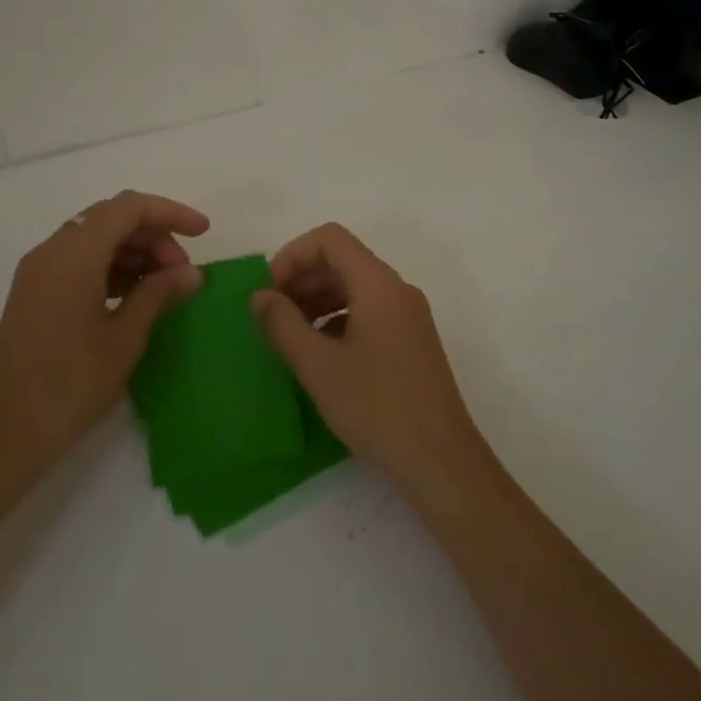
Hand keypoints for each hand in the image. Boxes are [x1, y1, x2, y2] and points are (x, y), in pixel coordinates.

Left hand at [0, 191, 207, 499]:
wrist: (5, 434)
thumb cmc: (71, 384)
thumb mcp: (125, 337)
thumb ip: (159, 294)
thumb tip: (192, 273)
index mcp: (74, 255)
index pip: (129, 208)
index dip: (171, 213)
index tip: (203, 233)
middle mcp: (52, 252)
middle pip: (111, 218)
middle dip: (154, 234)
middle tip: (182, 272)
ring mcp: (39, 271)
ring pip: (95, 238)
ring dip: (134, 251)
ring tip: (164, 286)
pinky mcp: (35, 292)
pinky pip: (79, 260)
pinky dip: (112, 266)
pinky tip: (134, 295)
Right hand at [251, 223, 488, 497]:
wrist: (441, 462)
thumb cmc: (376, 408)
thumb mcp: (319, 366)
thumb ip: (283, 324)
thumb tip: (259, 296)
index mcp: (378, 284)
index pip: (330, 238)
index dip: (293, 255)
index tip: (269, 292)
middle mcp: (397, 290)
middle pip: (343, 260)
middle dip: (302, 278)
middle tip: (272, 315)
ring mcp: (408, 315)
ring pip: (355, 286)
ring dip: (318, 299)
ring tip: (290, 335)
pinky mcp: (411, 341)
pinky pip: (369, 311)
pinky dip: (338, 319)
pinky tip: (319, 353)